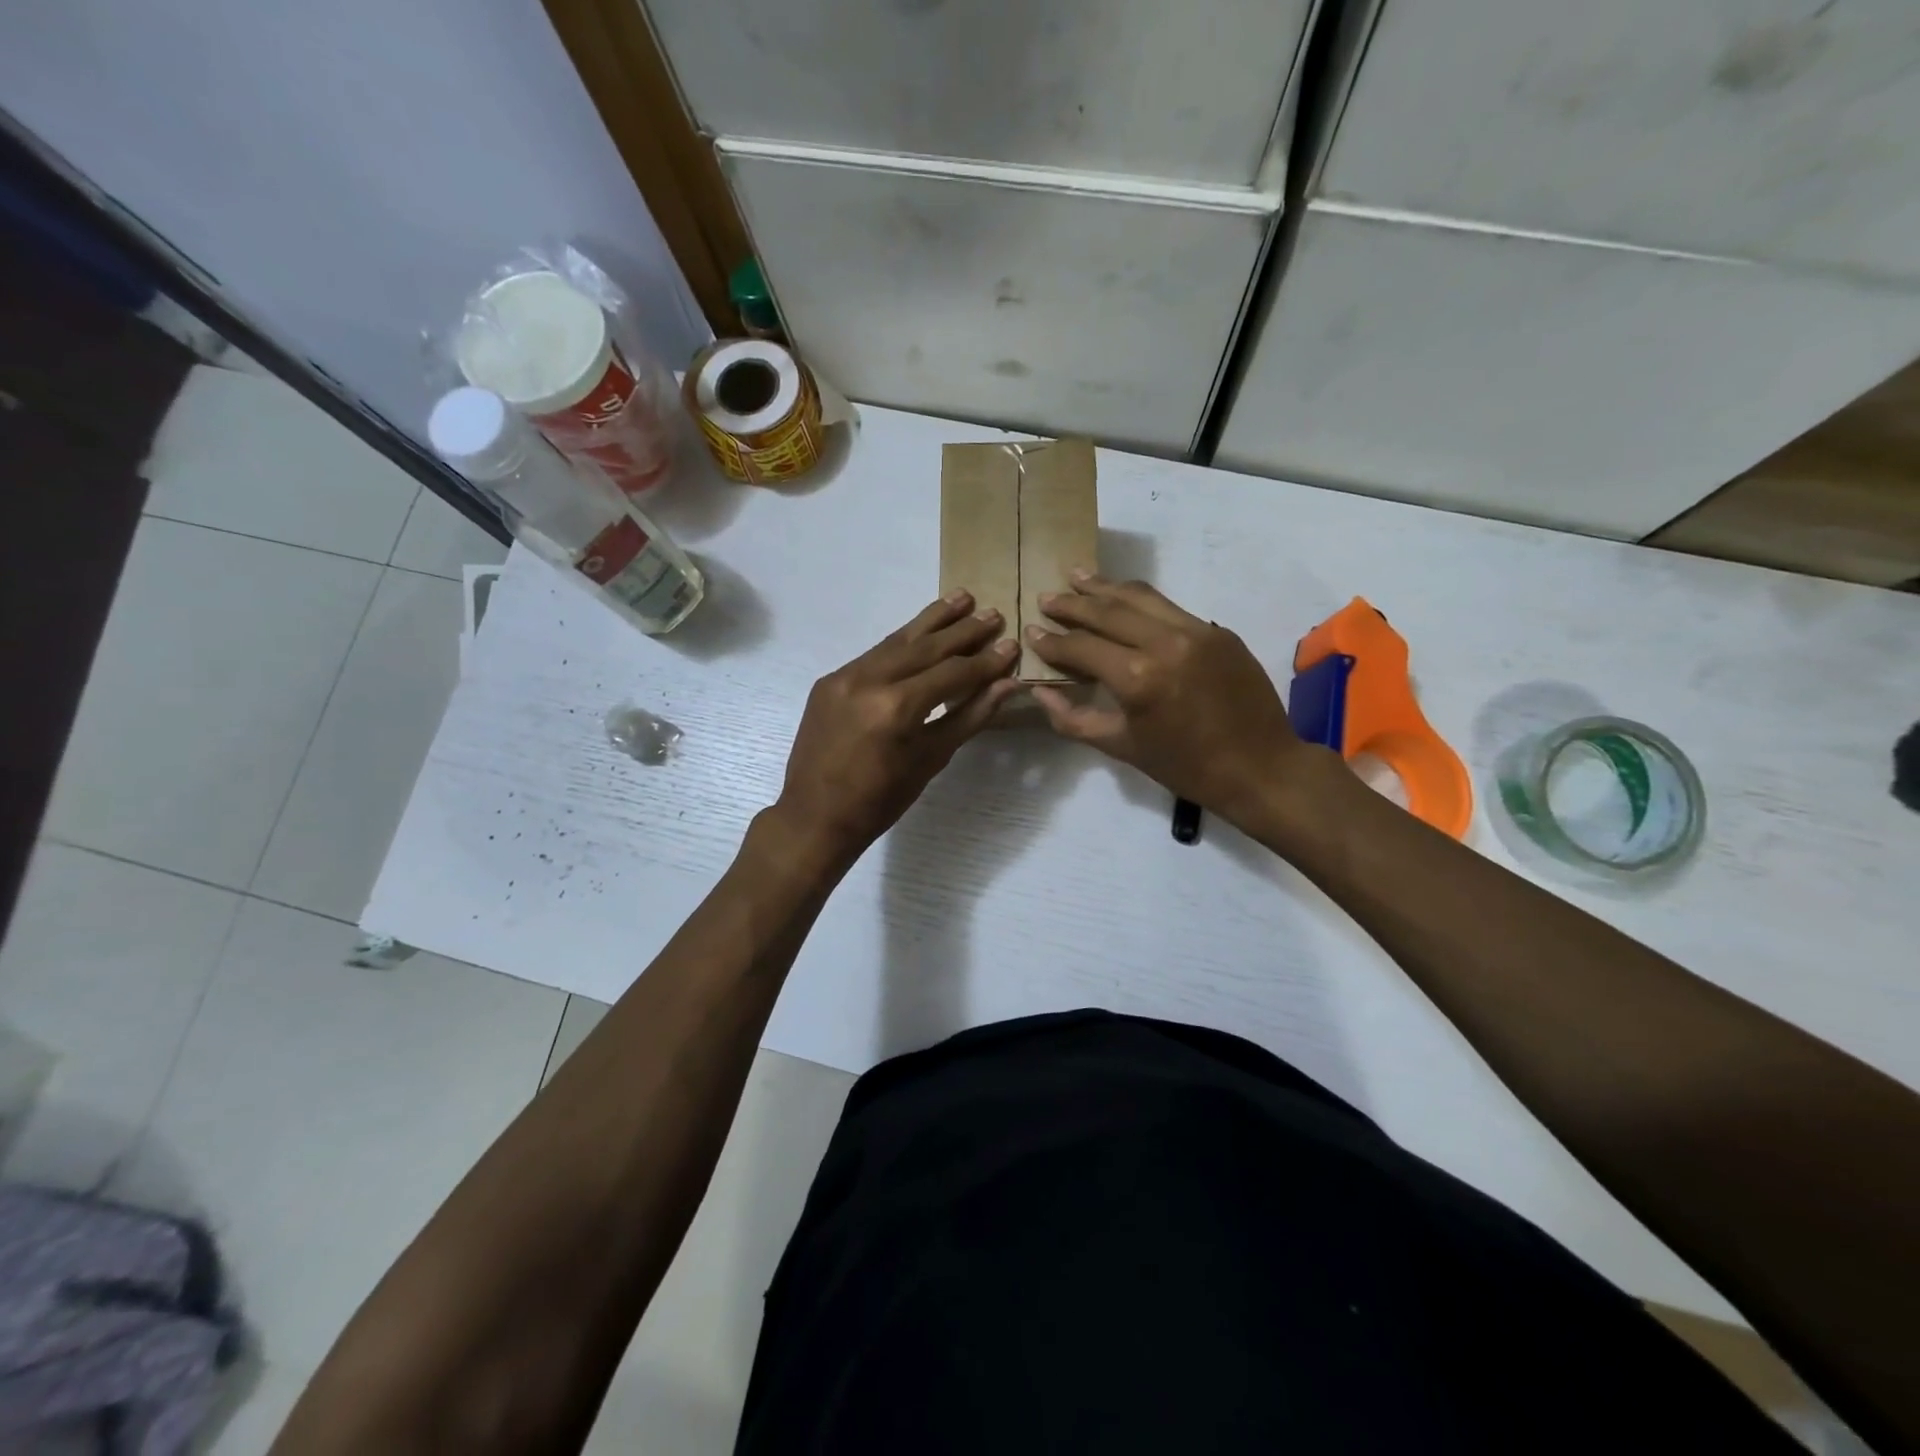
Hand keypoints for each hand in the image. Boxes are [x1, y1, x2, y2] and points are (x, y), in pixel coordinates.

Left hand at [772, 592, 1020, 866]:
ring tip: (960, 599)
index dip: (985, 661)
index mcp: (896, 707)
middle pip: (925, 647)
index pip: (951, 673)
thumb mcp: (931, 760)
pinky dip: (902, 642)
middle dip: (962, 631)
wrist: (815, 816)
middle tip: (992, 612)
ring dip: (931, 621)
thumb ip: (970, 716)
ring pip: (897, 641)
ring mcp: (844, 676)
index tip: (1011, 646)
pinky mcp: (829, 680)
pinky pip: (874, 654)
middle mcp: (868, 680)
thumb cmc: (881, 800)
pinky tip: (921, 632)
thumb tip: (1006, 684)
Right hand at [1027, 572, 1312, 830]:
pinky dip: (1141, 601)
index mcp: (1138, 678)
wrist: (1260, 767)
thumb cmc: (1185, 767)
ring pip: (1141, 597)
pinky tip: (1124, 599)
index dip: (1052, 641)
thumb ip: (1073, 718)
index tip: (1031, 631)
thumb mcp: (1121, 748)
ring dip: (1105, 587)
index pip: (1082, 647)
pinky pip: (1170, 607)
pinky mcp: (1218, 630)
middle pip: (1108, 611)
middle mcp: (1165, 643)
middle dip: (1073, 604)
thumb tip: (1039, 691)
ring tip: (1078, 577)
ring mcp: (1197, 631)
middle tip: (1047, 597)